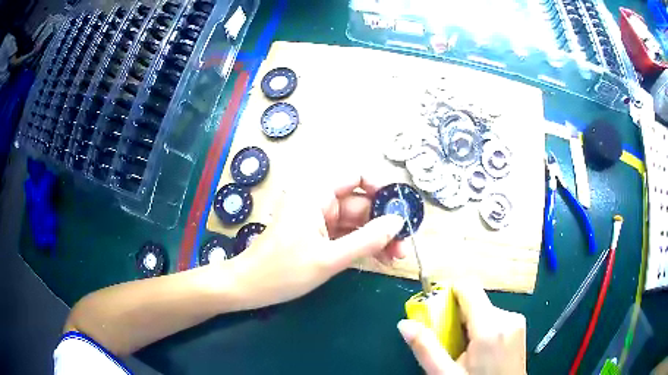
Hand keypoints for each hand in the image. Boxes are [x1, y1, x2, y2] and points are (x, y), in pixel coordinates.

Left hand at [225, 173, 406, 310]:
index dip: (380, 187)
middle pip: (361, 203)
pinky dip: (363, 245)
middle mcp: (318, 200)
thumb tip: (397, 222)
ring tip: (397, 257)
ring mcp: (319, 219)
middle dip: (384, 223)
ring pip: (357, 221)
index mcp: (315, 193)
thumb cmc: (283, 271)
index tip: (400, 208)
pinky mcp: (319, 235)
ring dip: (377, 238)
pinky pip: (347, 234)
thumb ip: (367, 239)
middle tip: (404, 245)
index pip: (356, 175)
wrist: (250, 288)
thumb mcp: (330, 258)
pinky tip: (382, 259)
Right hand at [398, 282, 525, 374]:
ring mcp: (516, 321)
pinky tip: (478, 352)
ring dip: (468, 325)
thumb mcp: (446, 374)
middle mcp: (508, 317)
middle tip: (447, 343)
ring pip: (483, 310)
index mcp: (491, 327)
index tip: (435, 316)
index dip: (447, 295)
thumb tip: (404, 324)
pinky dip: (481, 329)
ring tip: (463, 352)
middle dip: (456, 318)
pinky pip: (494, 318)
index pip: (467, 287)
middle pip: (474, 301)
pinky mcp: (519, 327)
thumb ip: (426, 348)